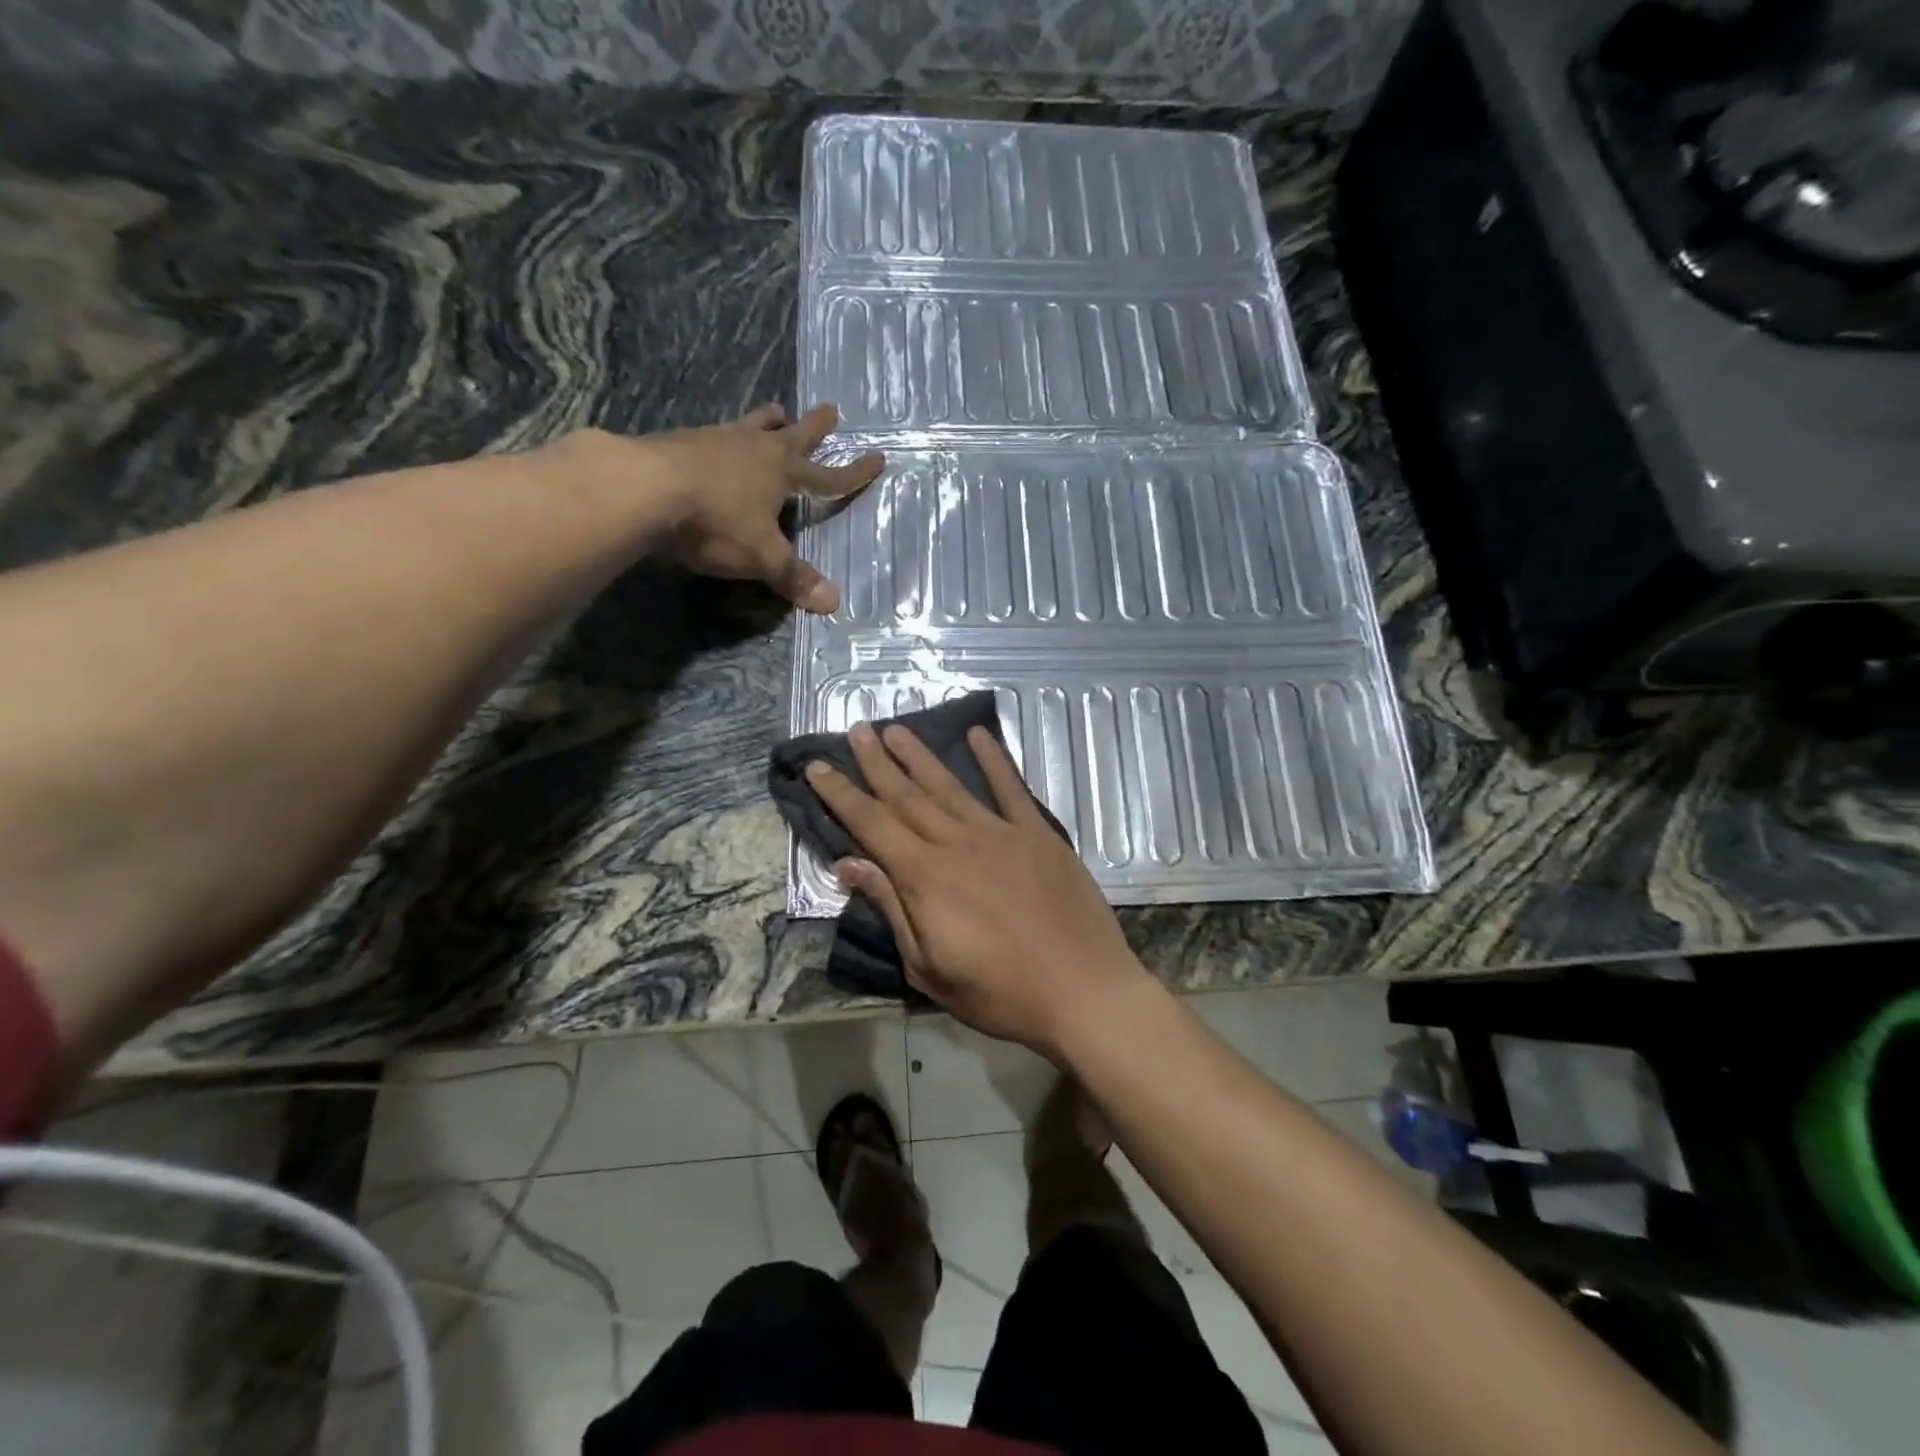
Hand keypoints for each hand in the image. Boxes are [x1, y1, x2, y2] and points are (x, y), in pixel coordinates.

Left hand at [556, 403, 882, 611]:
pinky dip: (726, 437)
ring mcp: (716, 440)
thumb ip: (794, 577)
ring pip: (751, 426)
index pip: (828, 476)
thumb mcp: (761, 556)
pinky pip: (715, 435)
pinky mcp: (681, 441)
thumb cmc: (715, 521)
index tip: (878, 458)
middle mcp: (754, 448)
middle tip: (831, 410)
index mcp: (782, 472)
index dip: (854, 474)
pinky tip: (717, 441)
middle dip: (815, 427)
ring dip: (768, 421)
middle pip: (793, 435)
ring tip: (776, 411)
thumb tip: (833, 603)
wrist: (642, 488)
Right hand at [804, 722, 1151, 1056]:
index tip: (818, 766)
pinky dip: (993, 758)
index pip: (871, 825)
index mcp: (925, 877)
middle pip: (907, 795)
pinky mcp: (1038, 833)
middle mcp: (957, 842)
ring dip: (920, 755)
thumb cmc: (999, 992)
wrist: (1082, 990)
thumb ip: (891, 909)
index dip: (841, 794)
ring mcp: (1000, 832)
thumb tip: (849, 864)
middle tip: (856, 729)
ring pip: (950, 785)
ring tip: (896, 728)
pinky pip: (1011, 787)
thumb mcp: (929, 967)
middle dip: (876, 762)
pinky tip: (978, 734)